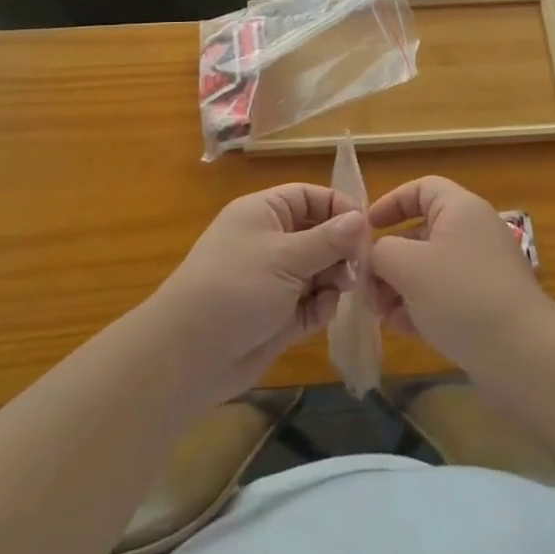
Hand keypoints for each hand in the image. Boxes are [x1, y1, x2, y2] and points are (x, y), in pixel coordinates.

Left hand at [149, 184, 367, 403]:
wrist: (188, 356)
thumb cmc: (236, 288)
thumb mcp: (285, 257)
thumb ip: (328, 239)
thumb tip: (361, 218)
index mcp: (265, 213)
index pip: (310, 197)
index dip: (339, 207)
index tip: (366, 228)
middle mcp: (270, 241)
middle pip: (319, 233)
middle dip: (341, 248)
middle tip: (359, 267)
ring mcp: (274, 279)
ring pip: (319, 270)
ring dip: (335, 279)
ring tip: (342, 291)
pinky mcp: (278, 315)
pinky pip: (311, 303)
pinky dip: (321, 306)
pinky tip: (322, 313)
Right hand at [366, 176, 554, 372]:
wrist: (523, 355)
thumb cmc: (461, 295)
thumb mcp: (408, 266)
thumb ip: (380, 252)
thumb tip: (375, 256)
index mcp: (460, 208)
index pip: (421, 188)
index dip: (390, 203)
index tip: (364, 230)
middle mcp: (473, 231)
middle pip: (421, 231)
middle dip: (389, 257)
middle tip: (364, 285)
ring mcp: (482, 269)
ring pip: (430, 268)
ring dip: (400, 286)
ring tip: (379, 312)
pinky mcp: (487, 304)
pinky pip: (445, 295)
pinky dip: (422, 305)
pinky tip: (403, 328)